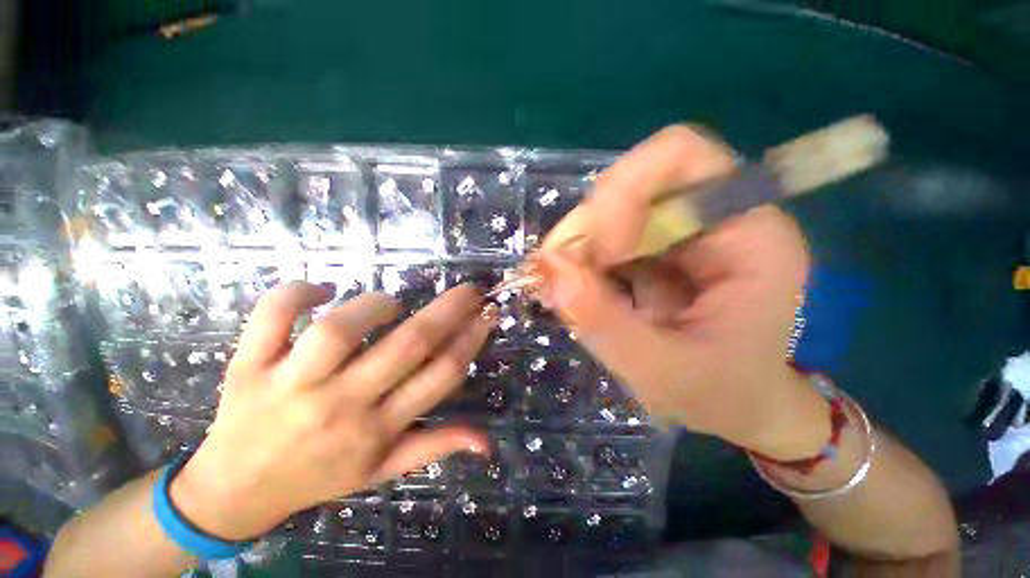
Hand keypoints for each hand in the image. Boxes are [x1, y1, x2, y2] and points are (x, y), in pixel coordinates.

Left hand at [169, 282, 493, 539]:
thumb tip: (487, 441)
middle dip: (448, 310)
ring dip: (374, 306)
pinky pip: (272, 317)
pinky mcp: (248, 365)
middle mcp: (340, 405)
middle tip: (469, 290)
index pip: (440, 376)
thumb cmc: (317, 477)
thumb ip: (435, 447)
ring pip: (339, 330)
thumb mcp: (382, 472)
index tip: (487, 314)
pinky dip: (296, 293)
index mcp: (377, 430)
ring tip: (390, 304)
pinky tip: (320, 289)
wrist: (234, 492)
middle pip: (407, 345)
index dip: (471, 340)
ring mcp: (290, 384)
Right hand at [535, 126, 826, 458]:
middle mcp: (713, 218)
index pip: (682, 156)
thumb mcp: (662, 372)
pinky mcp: (649, 248)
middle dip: (588, 230)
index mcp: (749, 234)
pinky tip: (574, 291)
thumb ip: (604, 321)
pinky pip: (598, 236)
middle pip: (631, 183)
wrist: (730, 403)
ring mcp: (676, 231)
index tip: (599, 253)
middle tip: (565, 279)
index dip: (626, 192)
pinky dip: (575, 260)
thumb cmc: (718, 394)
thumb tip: (547, 265)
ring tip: (568, 293)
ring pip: (605, 210)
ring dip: (575, 248)